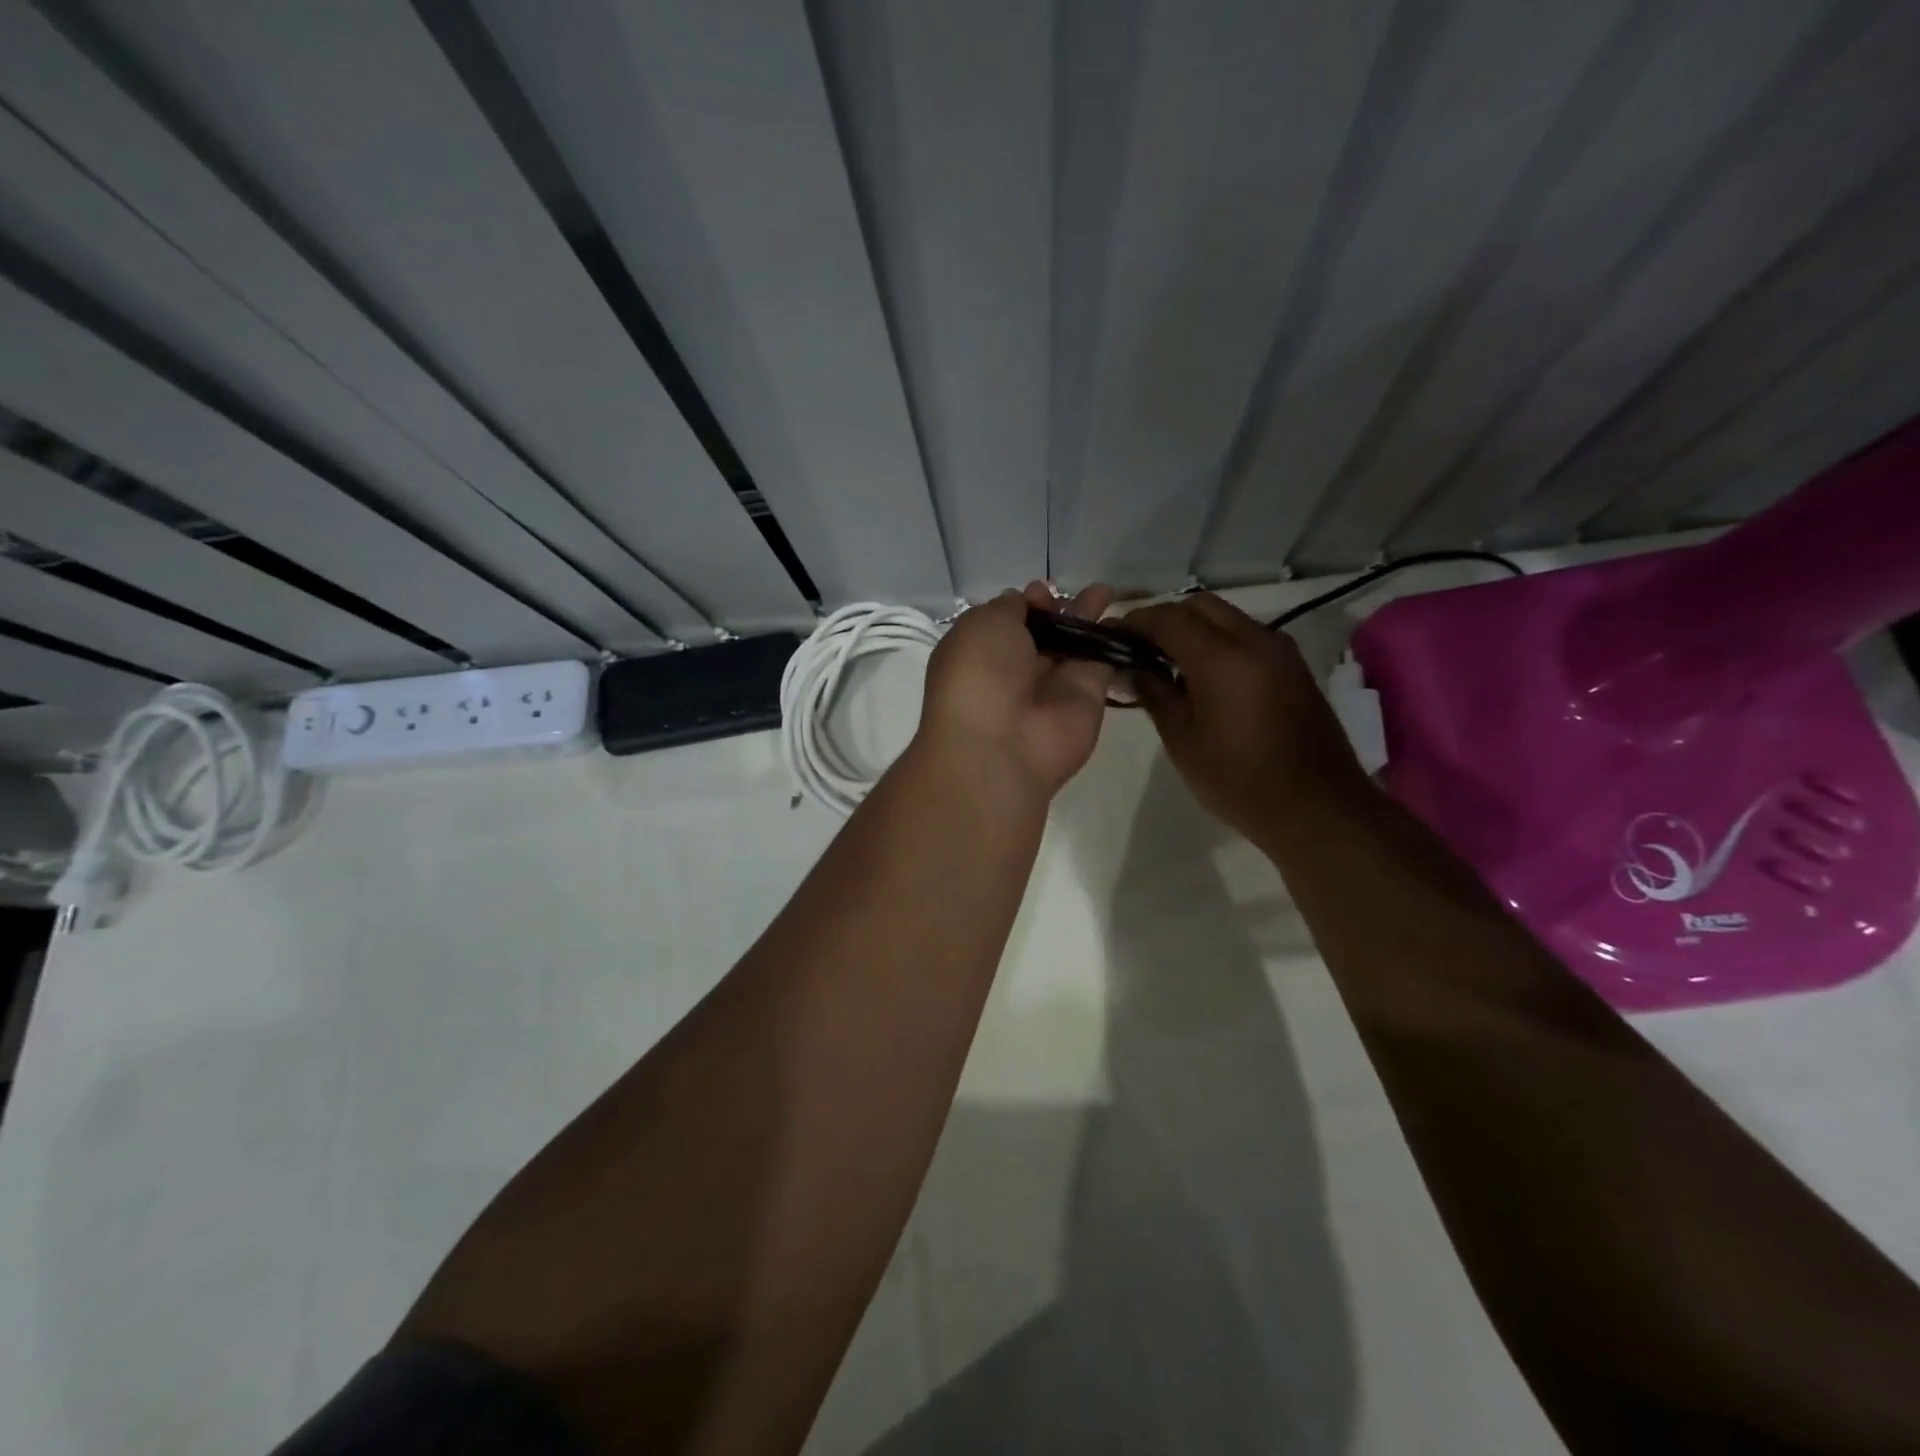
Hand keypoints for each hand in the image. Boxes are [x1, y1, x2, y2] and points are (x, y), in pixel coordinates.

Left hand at [917, 581, 1115, 799]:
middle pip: (1043, 633)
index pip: (1007, 622)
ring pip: (1074, 645)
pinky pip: (1102, 663)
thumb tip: (1029, 600)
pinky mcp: (1088, 698)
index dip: (1026, 603)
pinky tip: (1125, 617)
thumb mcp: (982, 624)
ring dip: (1088, 618)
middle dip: (1059, 609)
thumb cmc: (979, 675)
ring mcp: (1053, 686)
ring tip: (1106, 590)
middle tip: (1079, 587)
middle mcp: (1015, 670)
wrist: (1003, 744)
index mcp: (980, 653)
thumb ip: (1009, 607)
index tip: (1041, 591)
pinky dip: (1112, 641)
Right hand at [1124, 594, 1367, 840]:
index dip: (1133, 622)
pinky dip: (1218, 640)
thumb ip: (1154, 693)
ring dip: (1193, 628)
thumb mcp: (1182, 740)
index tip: (1109, 636)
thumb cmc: (1238, 778)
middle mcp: (1254, 640)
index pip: (1167, 618)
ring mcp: (1279, 649)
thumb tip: (1132, 667)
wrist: (1316, 806)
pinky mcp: (1293, 665)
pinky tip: (1203, 674)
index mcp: (1221, 657)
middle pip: (1199, 606)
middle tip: (1138, 647)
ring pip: (1226, 617)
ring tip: (1166, 661)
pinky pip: (1246, 635)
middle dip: (1164, 618)